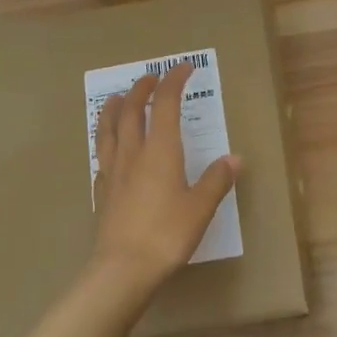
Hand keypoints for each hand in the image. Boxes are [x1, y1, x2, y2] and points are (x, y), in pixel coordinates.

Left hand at [87, 62, 241, 303]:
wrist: (124, 268)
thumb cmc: (167, 234)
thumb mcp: (201, 207)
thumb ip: (217, 180)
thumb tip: (234, 159)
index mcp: (160, 151)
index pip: (165, 104)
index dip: (173, 81)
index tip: (183, 68)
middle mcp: (133, 154)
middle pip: (132, 111)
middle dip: (141, 89)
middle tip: (150, 77)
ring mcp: (113, 172)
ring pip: (108, 130)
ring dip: (114, 109)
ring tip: (117, 98)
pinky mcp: (103, 192)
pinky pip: (101, 156)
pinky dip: (106, 142)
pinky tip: (109, 149)